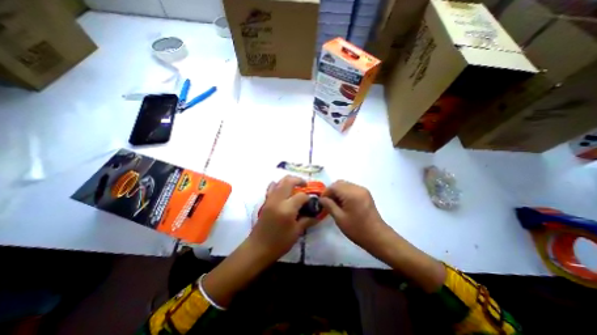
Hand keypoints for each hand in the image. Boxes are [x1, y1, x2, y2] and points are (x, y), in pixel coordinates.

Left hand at [250, 175, 319, 260]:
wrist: (258, 248)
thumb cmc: (279, 243)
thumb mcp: (296, 233)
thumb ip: (307, 221)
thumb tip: (317, 215)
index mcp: (287, 209)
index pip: (301, 196)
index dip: (308, 198)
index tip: (312, 202)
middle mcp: (278, 200)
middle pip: (288, 181)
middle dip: (299, 180)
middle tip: (305, 185)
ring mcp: (270, 199)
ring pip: (279, 182)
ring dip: (289, 180)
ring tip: (296, 186)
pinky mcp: (265, 201)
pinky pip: (272, 188)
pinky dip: (278, 185)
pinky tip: (283, 191)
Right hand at [322, 179, 441, 290]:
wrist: (378, 237)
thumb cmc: (357, 230)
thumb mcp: (340, 219)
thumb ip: (329, 205)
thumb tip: (321, 199)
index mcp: (351, 194)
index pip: (334, 186)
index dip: (326, 193)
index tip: (322, 202)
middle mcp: (357, 188)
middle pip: (339, 183)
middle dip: (331, 191)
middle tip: (327, 202)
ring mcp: (363, 190)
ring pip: (345, 184)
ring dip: (338, 191)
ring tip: (335, 204)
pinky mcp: (366, 194)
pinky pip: (351, 188)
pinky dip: (345, 192)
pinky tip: (344, 203)